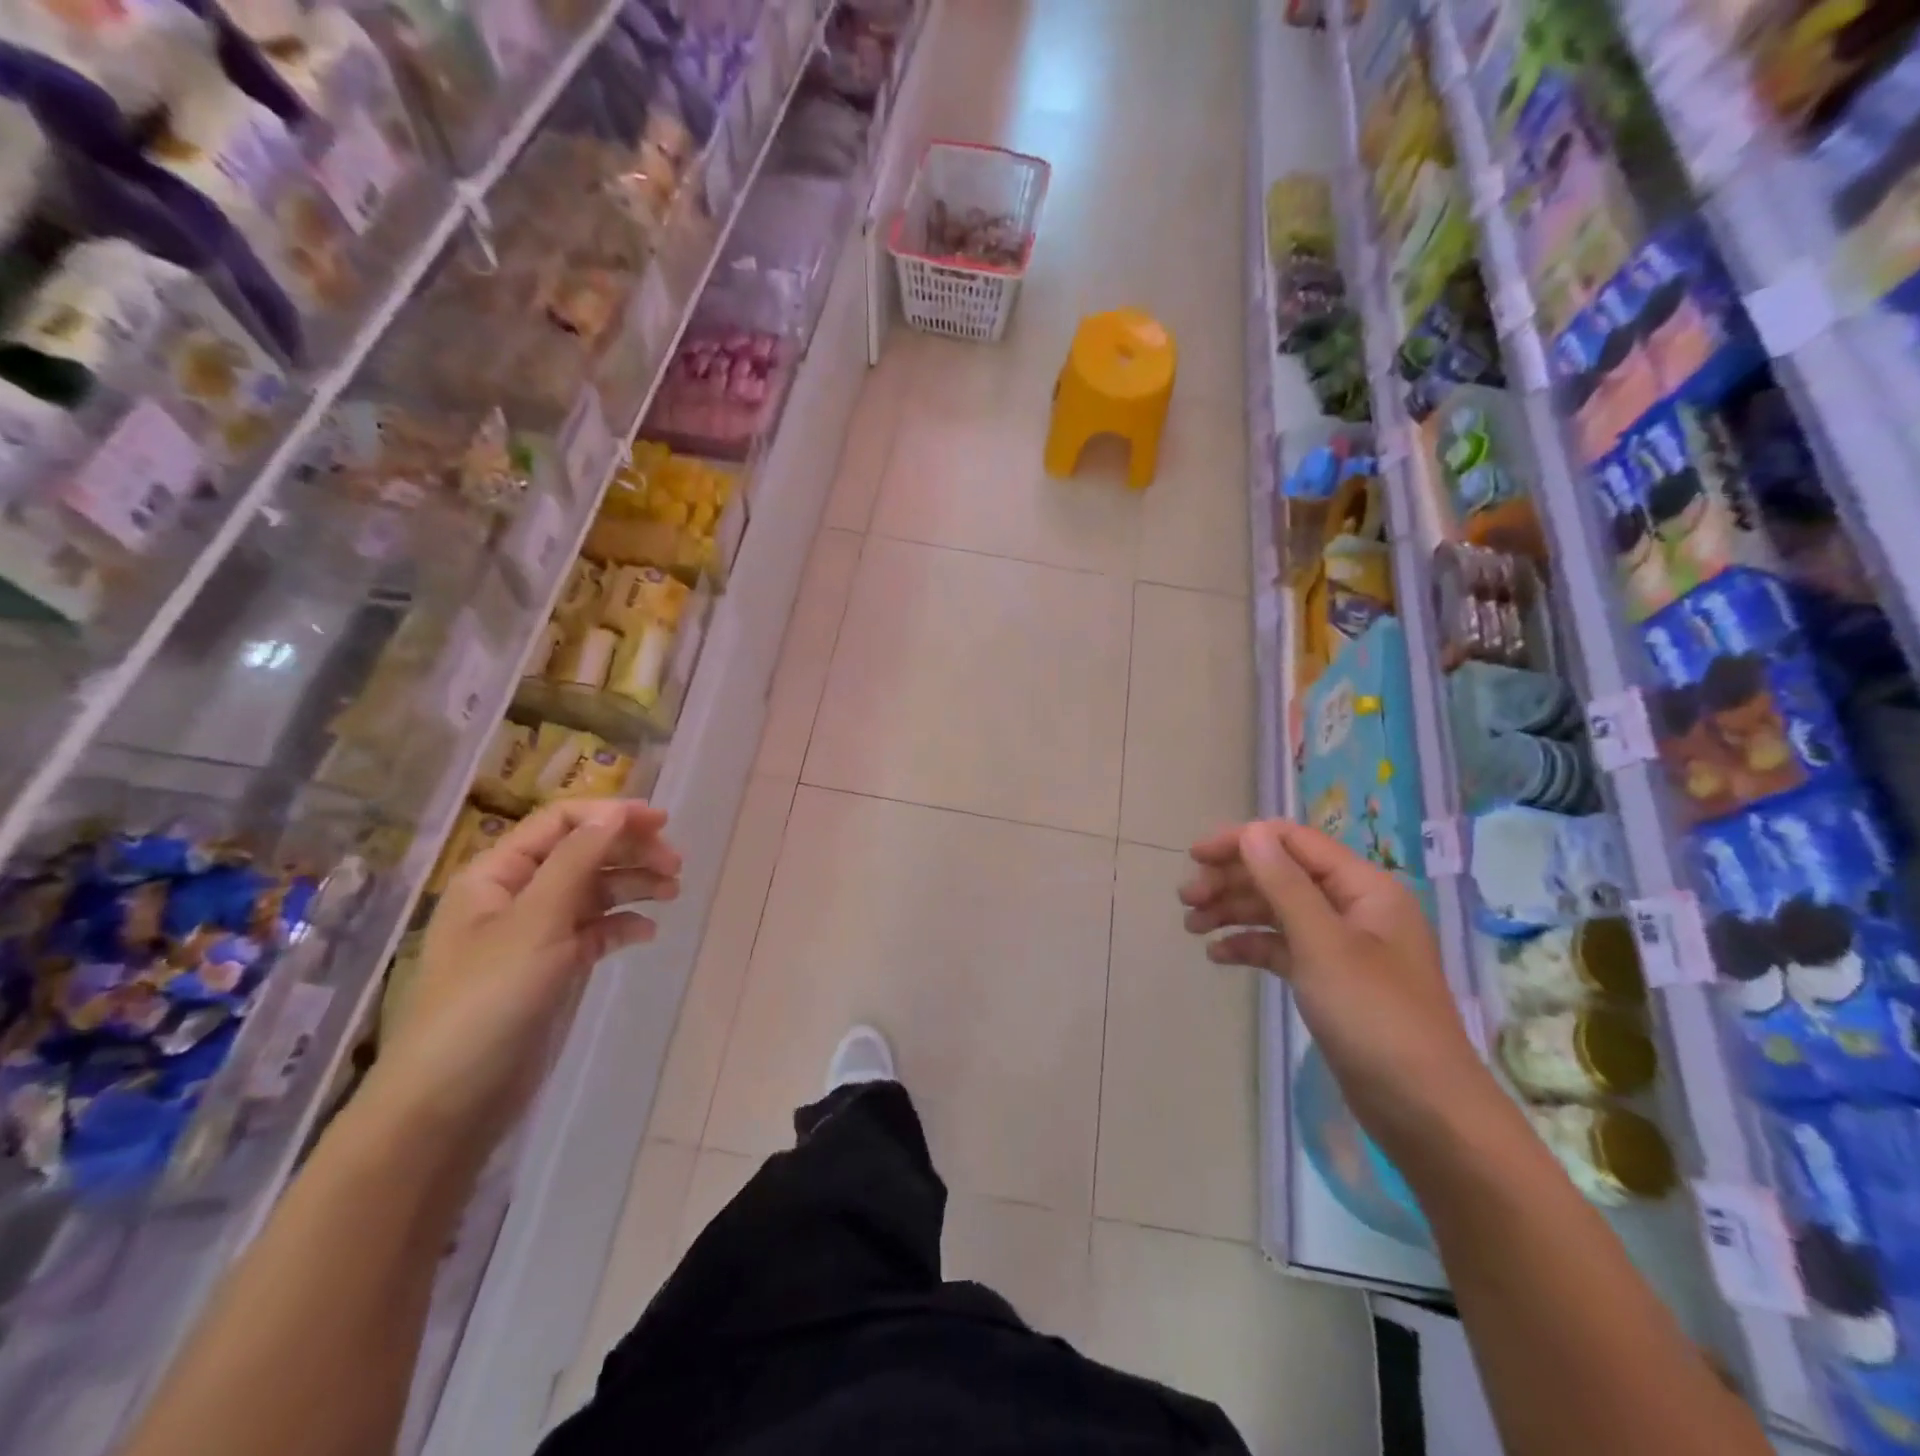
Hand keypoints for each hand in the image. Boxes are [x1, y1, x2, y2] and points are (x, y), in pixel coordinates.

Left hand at [362, 799, 681, 1151]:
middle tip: (676, 862)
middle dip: (630, 850)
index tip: (661, 821)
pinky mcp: (555, 968)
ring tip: (673, 891)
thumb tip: (616, 812)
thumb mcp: (536, 920)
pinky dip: (623, 925)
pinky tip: (647, 932)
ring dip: (634, 884)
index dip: (610, 814)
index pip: (560, 822)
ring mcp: (537, 934)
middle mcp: (518, 896)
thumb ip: (578, 860)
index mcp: (498, 874)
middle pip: (583, 852)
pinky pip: (597, 930)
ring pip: (595, 890)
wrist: (453, 1100)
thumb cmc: (488, 999)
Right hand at [1180, 819, 1492, 1152]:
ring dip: (1233, 912)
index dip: (1242, 842)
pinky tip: (1219, 956)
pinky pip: (1282, 946)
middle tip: (1186, 900)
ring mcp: (1342, 945)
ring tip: (1191, 927)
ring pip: (1277, 910)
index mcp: (1364, 887)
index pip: (1293, 842)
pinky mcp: (1330, 979)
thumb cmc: (1374, 1016)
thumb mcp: (1323, 944)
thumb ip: (1284, 884)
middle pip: (1281, 874)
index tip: (1194, 857)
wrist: (1423, 1110)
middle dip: (1231, 881)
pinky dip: (1250, 945)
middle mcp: (1353, 907)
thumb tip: (1251, 832)